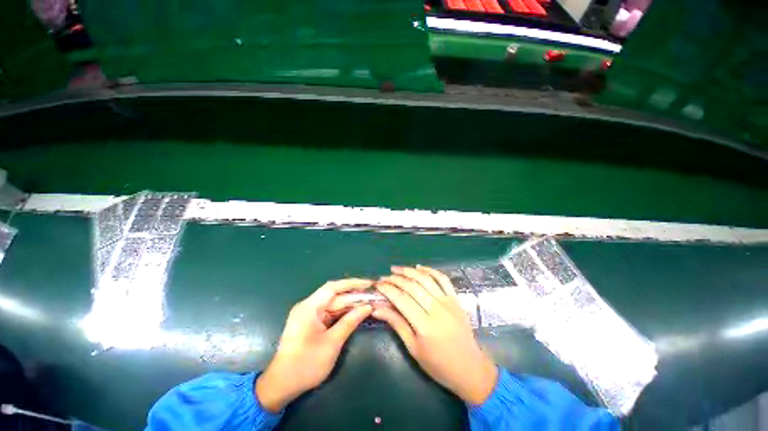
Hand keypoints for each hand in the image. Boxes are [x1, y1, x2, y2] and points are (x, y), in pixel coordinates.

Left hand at [255, 279, 373, 411]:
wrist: (281, 385)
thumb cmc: (306, 365)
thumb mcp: (332, 343)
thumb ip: (350, 322)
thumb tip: (367, 307)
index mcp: (309, 307)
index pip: (333, 287)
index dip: (353, 283)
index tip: (369, 284)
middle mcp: (309, 306)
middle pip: (335, 296)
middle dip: (354, 295)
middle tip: (373, 295)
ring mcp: (309, 314)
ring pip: (334, 304)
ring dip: (350, 304)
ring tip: (369, 302)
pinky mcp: (311, 323)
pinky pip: (330, 313)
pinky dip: (343, 313)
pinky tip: (356, 312)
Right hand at [373, 266, 497, 404]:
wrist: (470, 368)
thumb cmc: (438, 364)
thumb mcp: (413, 348)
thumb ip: (396, 323)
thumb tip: (376, 308)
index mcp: (425, 326)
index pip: (401, 299)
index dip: (387, 289)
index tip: (377, 285)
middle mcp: (437, 310)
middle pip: (412, 286)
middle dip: (395, 279)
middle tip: (384, 277)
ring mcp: (448, 302)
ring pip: (426, 279)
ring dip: (409, 271)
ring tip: (397, 269)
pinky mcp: (456, 299)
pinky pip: (443, 279)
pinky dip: (430, 270)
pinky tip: (419, 267)